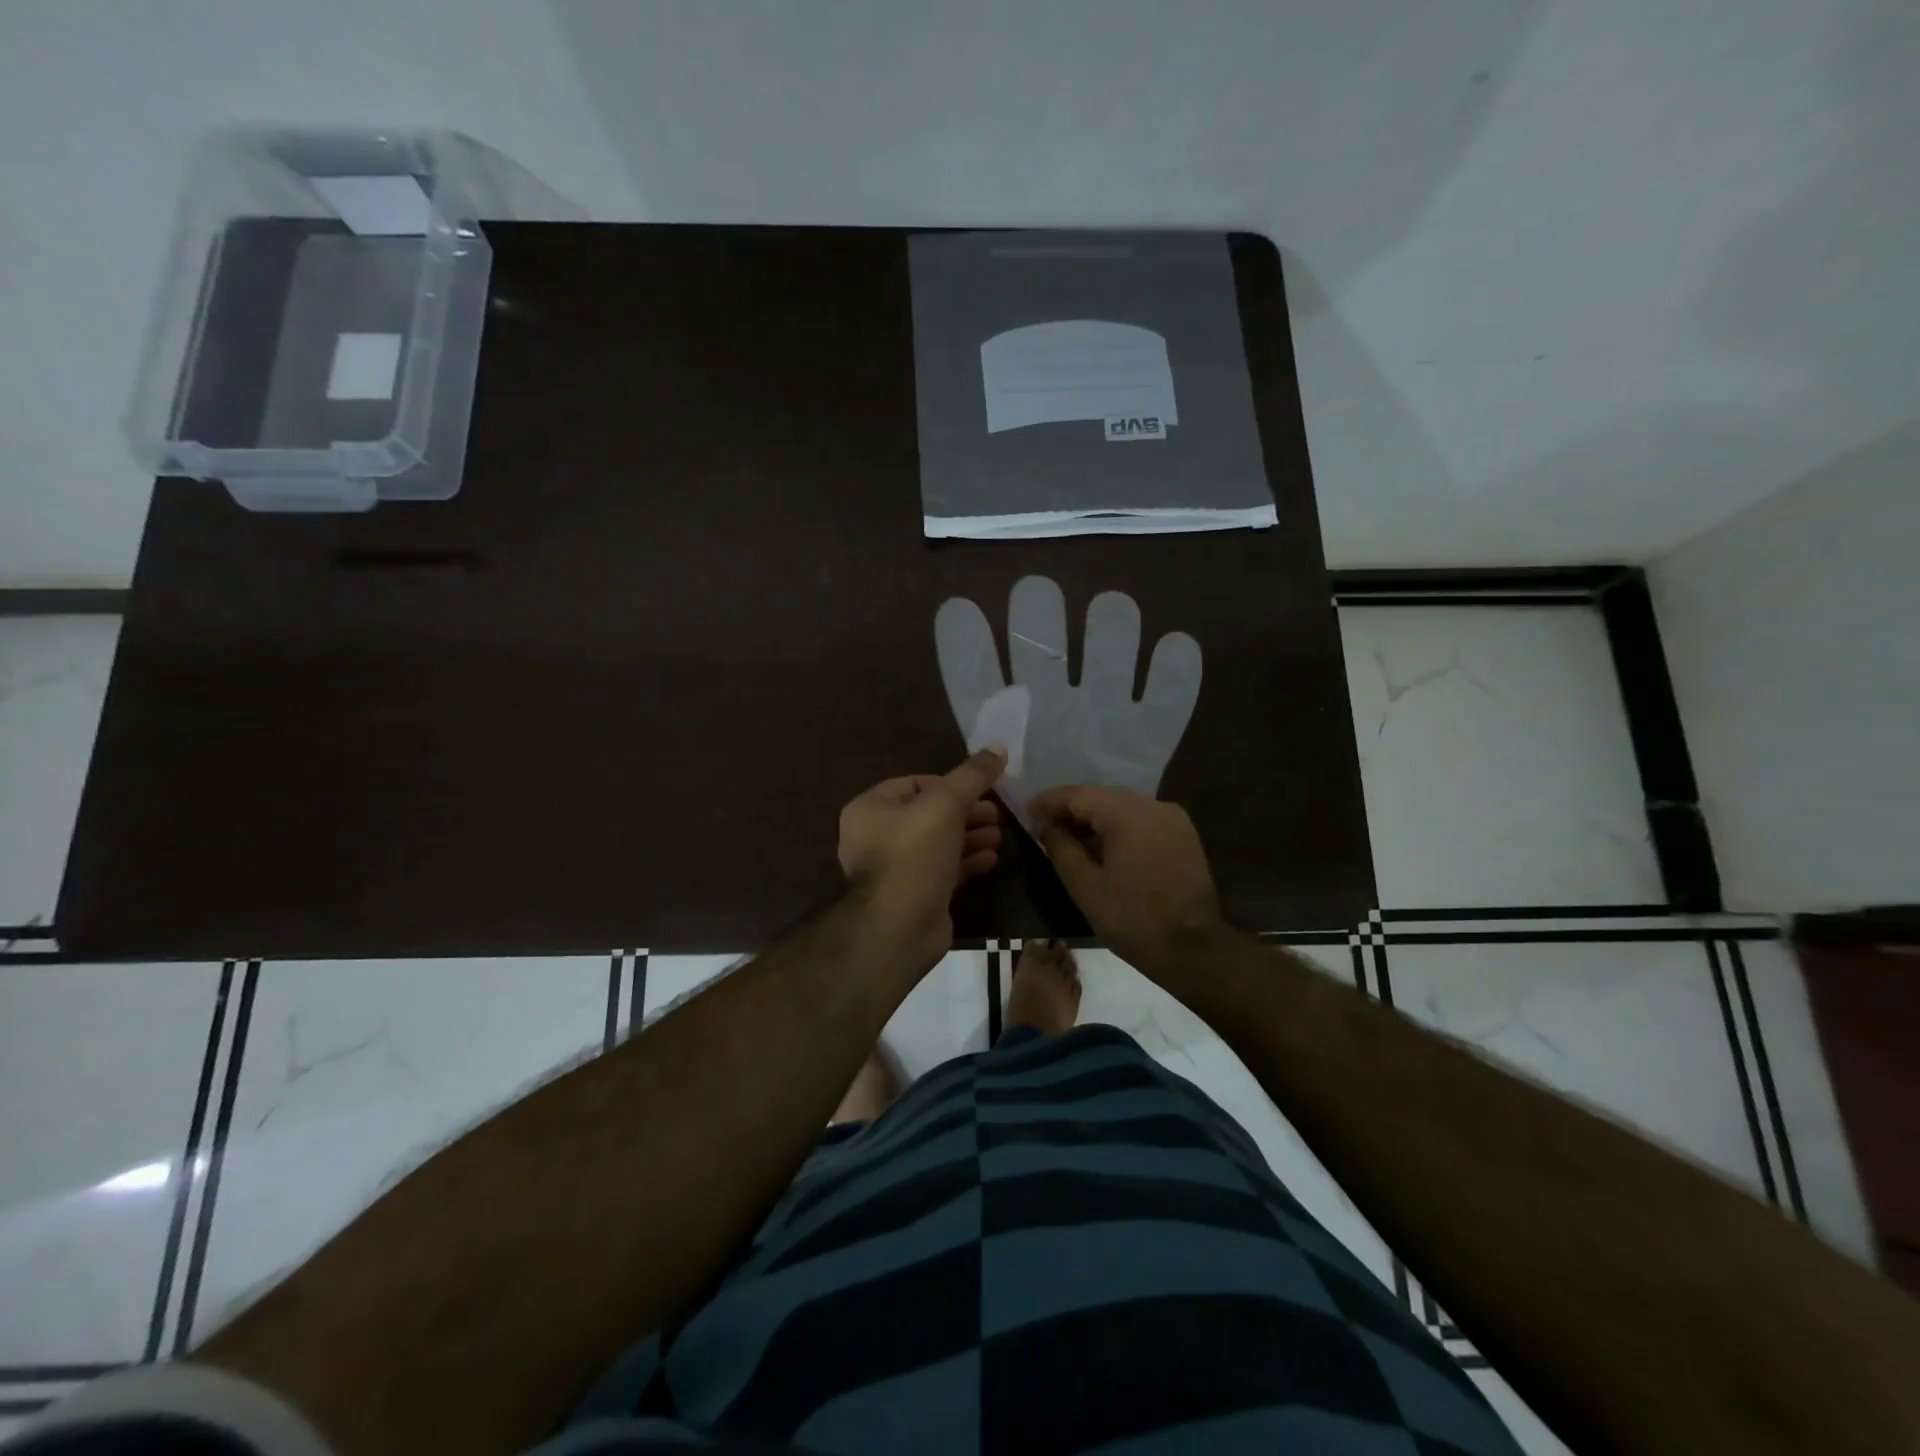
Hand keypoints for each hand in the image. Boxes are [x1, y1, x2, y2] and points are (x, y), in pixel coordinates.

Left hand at [838, 749, 1005, 968]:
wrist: (900, 927)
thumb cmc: (915, 854)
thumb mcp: (945, 804)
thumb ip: (972, 775)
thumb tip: (999, 747)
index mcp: (870, 809)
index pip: (914, 784)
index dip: (950, 784)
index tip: (982, 790)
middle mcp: (875, 836)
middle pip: (928, 814)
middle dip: (966, 812)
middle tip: (997, 814)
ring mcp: (894, 869)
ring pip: (937, 843)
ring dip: (969, 837)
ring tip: (999, 836)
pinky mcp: (913, 894)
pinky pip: (941, 869)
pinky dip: (965, 862)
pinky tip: (991, 859)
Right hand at [1030, 784, 1224, 974]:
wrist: (1193, 949)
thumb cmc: (1133, 919)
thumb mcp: (1085, 886)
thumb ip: (1061, 848)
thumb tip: (1045, 825)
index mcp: (1129, 814)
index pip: (1080, 795)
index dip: (1050, 801)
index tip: (1026, 811)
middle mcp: (1153, 805)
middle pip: (1102, 797)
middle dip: (1071, 809)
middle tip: (1043, 825)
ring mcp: (1172, 819)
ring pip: (1123, 807)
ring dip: (1094, 818)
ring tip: (1067, 836)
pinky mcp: (1183, 835)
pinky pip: (1141, 820)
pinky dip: (1117, 827)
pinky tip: (1100, 845)